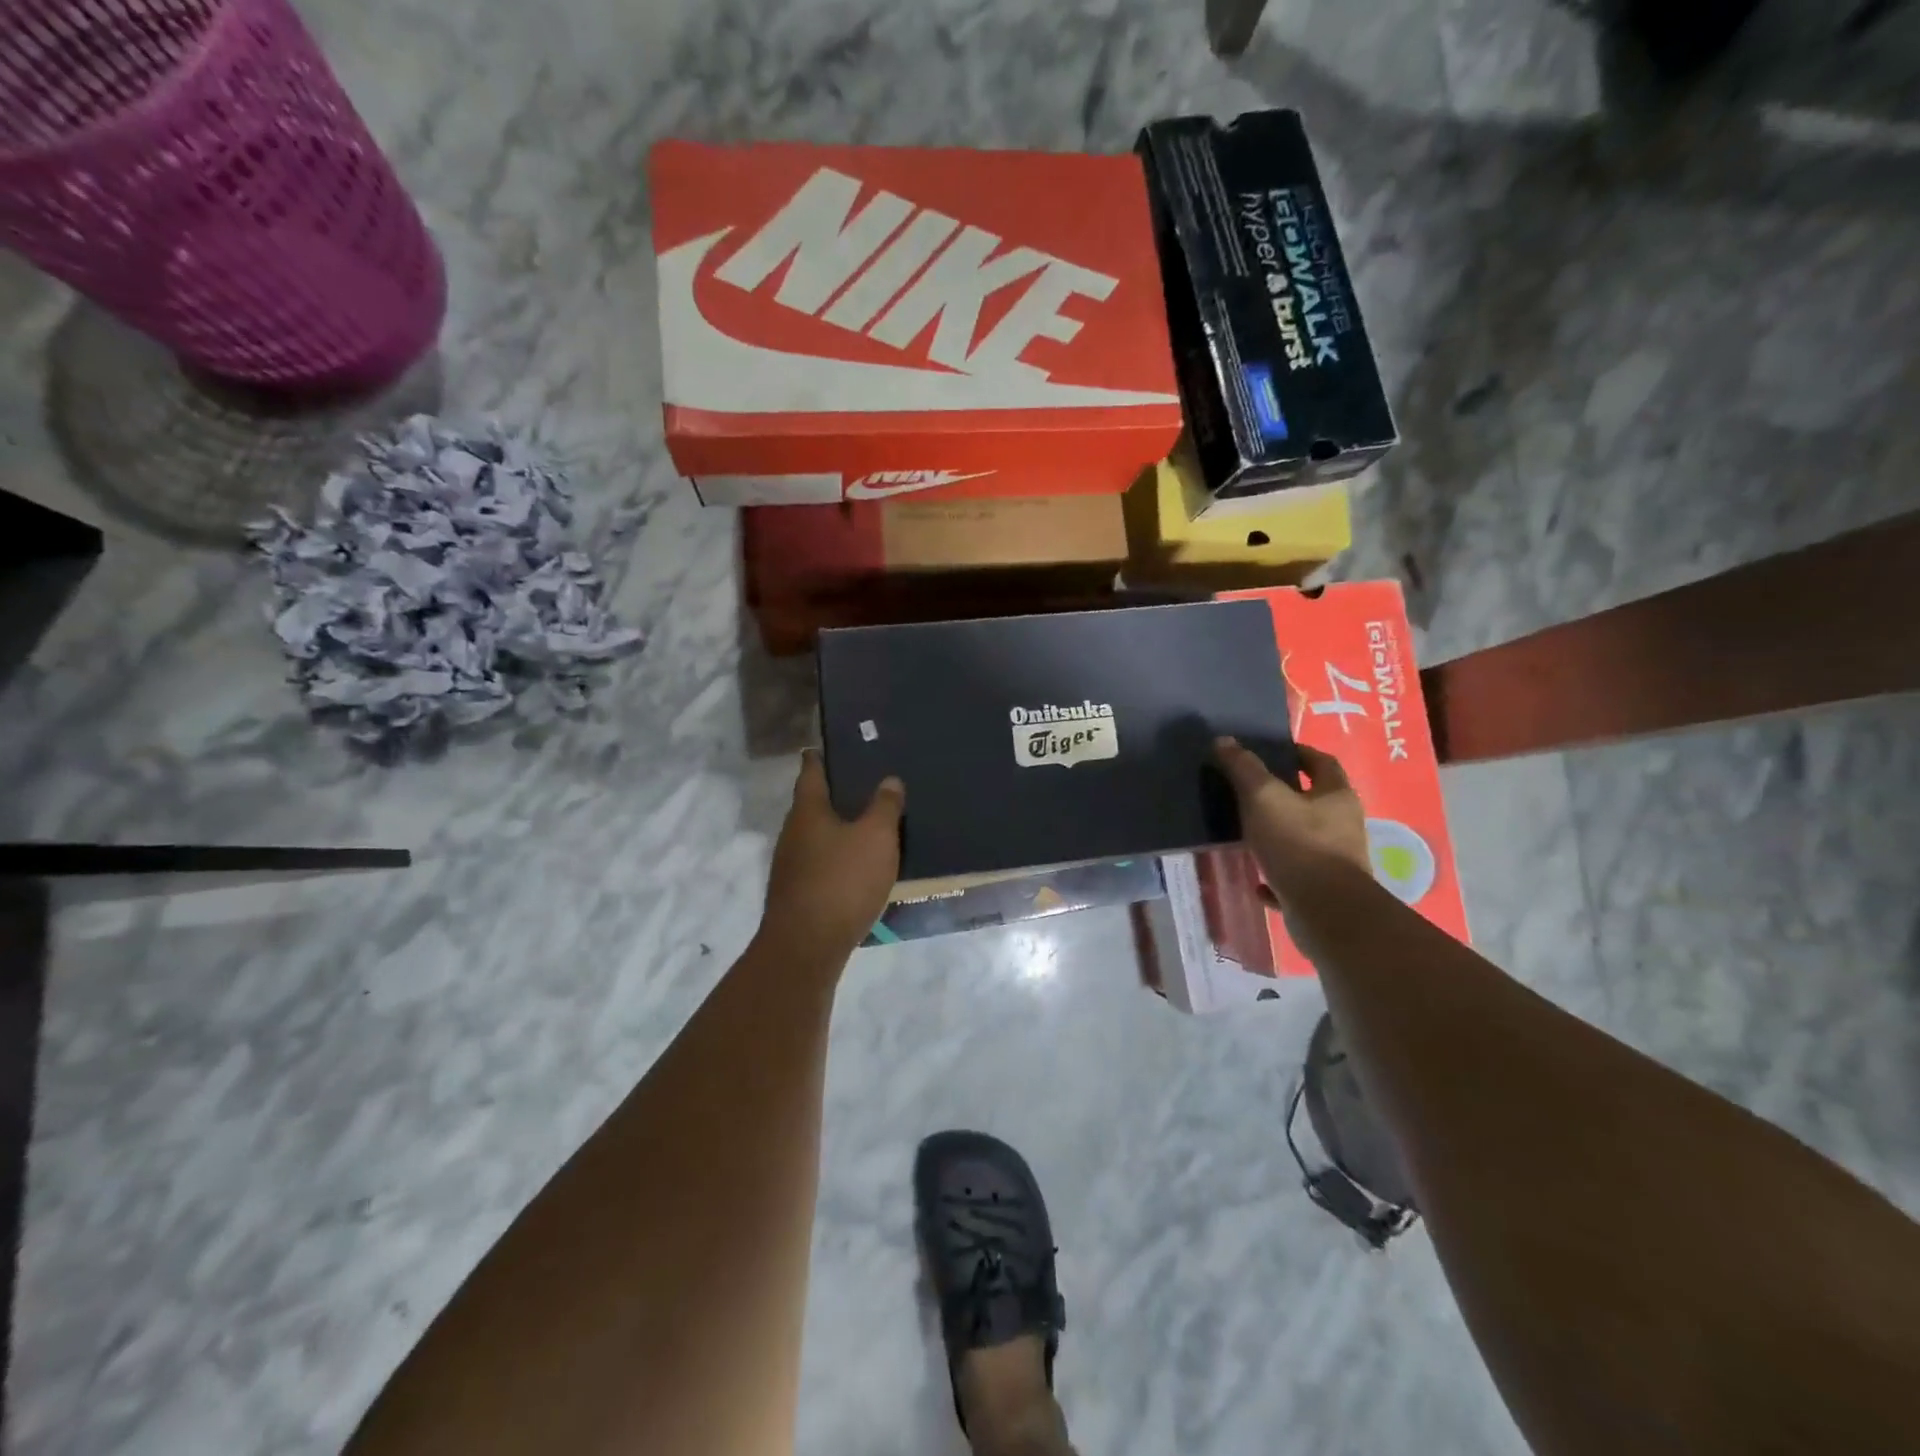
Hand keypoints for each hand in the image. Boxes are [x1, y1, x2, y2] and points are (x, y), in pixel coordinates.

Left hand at [759, 750, 904, 963]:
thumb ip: (884, 806)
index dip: (818, 758)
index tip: (825, 746)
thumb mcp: (876, 838)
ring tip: (865, 825)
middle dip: (832, 795)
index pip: (811, 773)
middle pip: (811, 805)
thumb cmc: (842, 881)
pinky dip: (836, 858)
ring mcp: (790, 866)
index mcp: (808, 812)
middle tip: (861, 785)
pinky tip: (856, 867)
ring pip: (815, 836)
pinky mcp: (796, 894)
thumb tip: (889, 780)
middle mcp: (792, 834)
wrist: (807, 946)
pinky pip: (819, 863)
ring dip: (835, 829)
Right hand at [1213, 736, 1369, 901]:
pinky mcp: (1323, 893)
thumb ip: (1244, 768)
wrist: (1327, 913)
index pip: (1322, 762)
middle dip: (1286, 796)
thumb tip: (1224, 741)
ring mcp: (1335, 862)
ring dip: (1279, 836)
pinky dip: (1276, 876)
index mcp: (1336, 796)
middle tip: (1250, 791)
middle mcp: (1343, 826)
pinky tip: (1256, 883)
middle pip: (1315, 802)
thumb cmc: (1298, 844)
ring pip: (1304, 841)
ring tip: (1247, 835)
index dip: (1299, 753)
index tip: (1273, 751)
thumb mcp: (1263, 798)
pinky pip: (1296, 878)